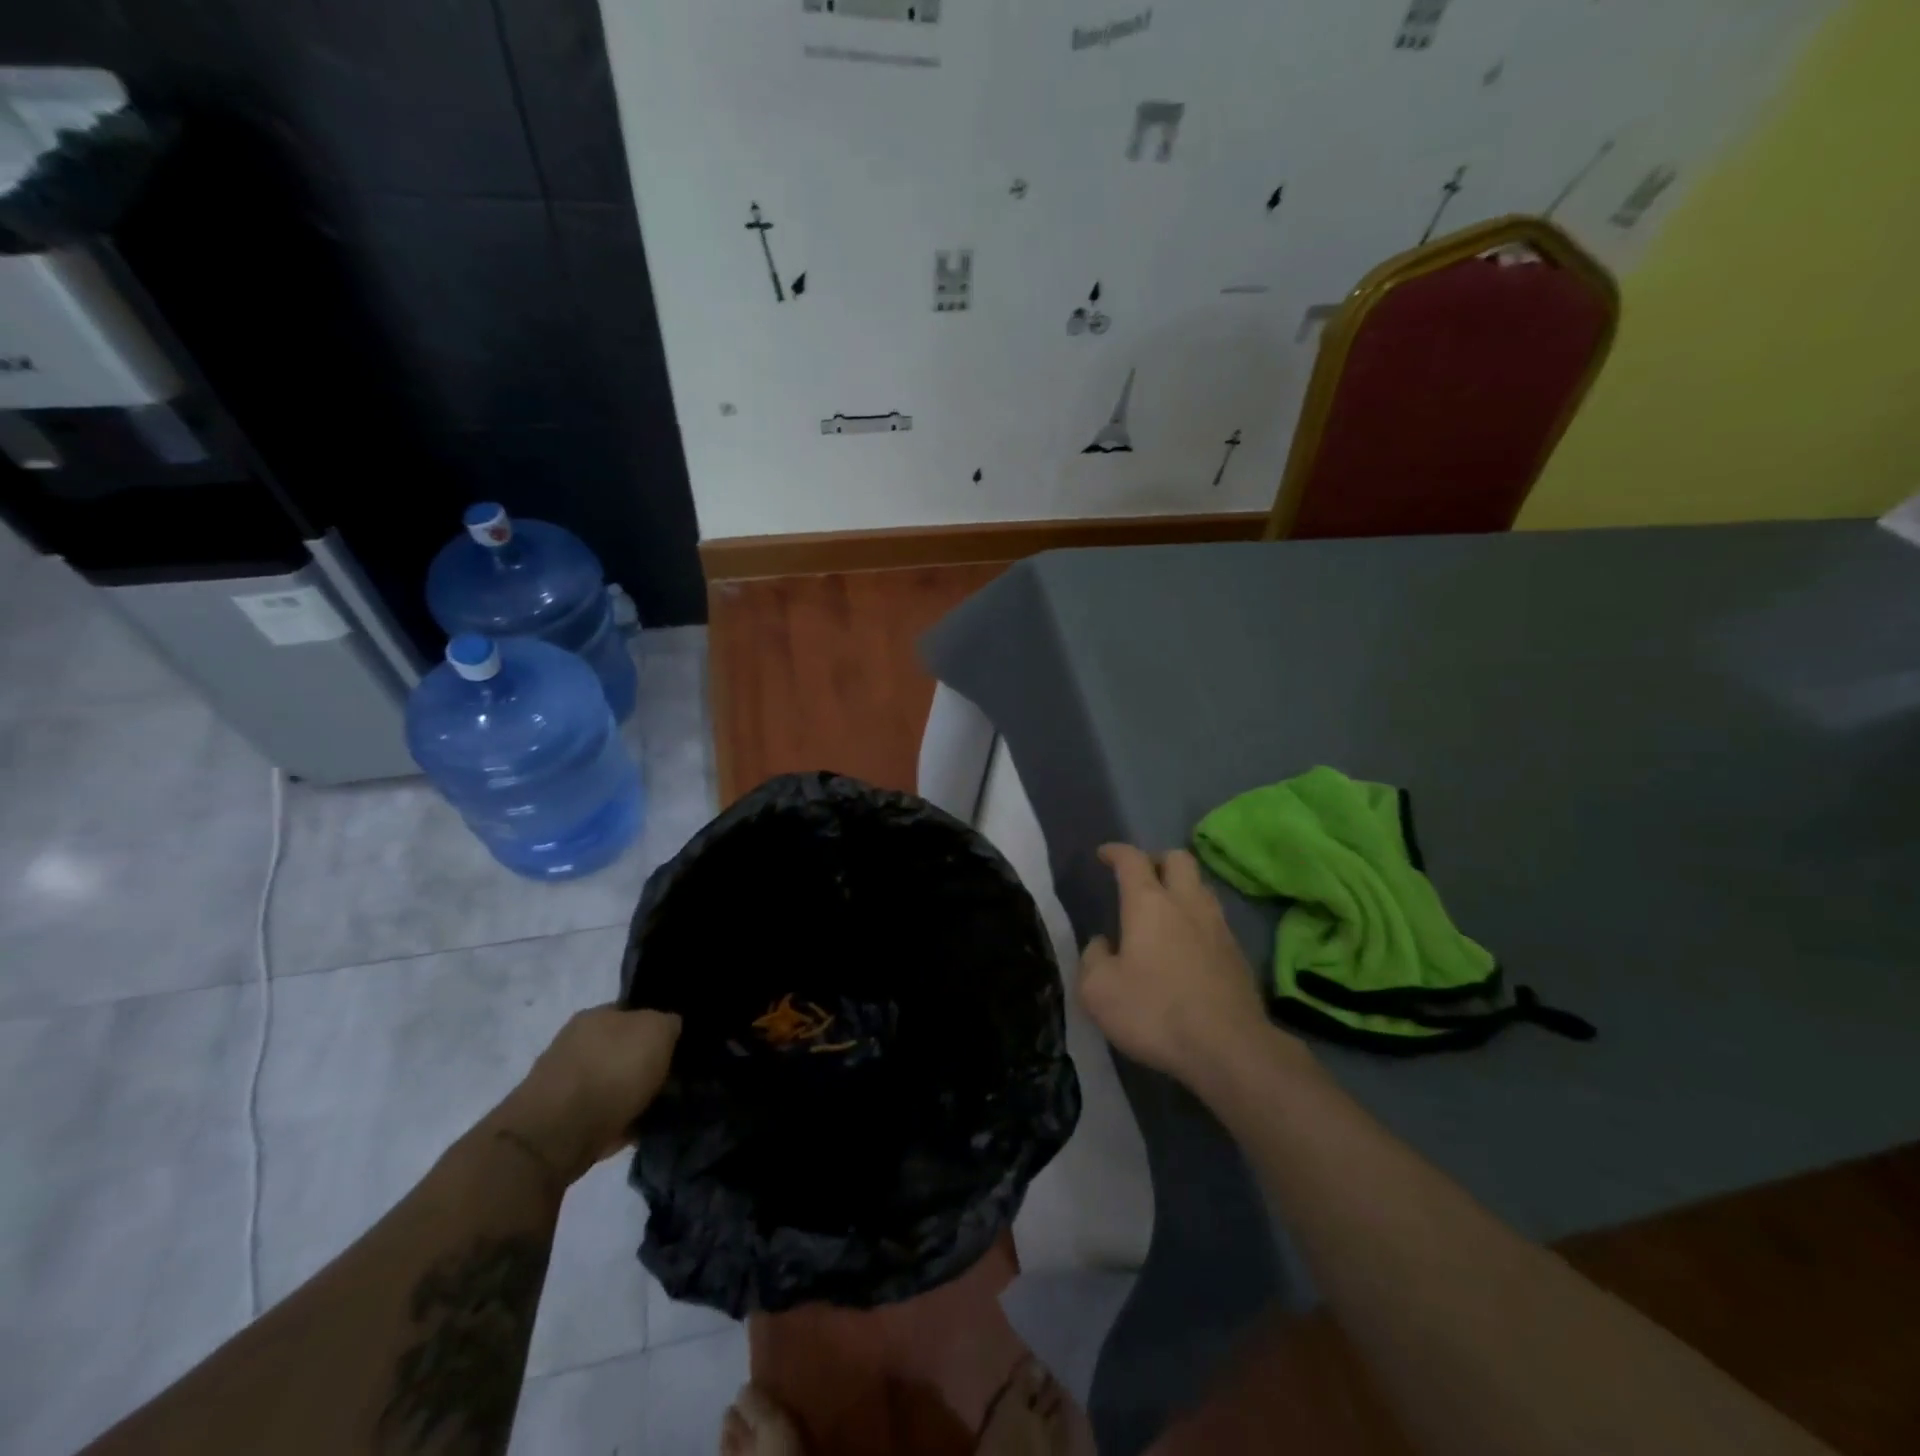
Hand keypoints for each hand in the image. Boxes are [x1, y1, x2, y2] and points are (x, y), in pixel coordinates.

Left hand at [486, 1005, 681, 1187]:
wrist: (556, 1135)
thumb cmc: (612, 1071)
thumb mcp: (657, 1031)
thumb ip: (668, 1023)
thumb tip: (669, 1028)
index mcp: (597, 1014)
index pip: (635, 1011)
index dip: (659, 1025)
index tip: (679, 1045)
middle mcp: (577, 1042)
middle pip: (623, 1047)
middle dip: (645, 1061)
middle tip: (674, 1077)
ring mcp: (565, 1081)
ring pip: (612, 1080)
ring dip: (632, 1092)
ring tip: (659, 1106)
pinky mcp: (559, 1119)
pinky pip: (602, 1113)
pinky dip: (619, 1119)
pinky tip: (637, 1128)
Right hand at [1078, 844, 1283, 1082]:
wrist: (1230, 1048)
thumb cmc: (1155, 1012)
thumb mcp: (1098, 991)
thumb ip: (1093, 959)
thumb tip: (1103, 944)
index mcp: (1149, 903)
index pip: (1132, 860)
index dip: (1116, 852)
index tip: (1104, 855)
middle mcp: (1187, 904)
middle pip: (1178, 859)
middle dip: (1157, 860)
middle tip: (1140, 878)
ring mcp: (1219, 927)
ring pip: (1201, 888)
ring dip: (1181, 889)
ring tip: (1164, 911)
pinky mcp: (1238, 955)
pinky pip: (1214, 920)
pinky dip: (1196, 921)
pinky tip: (1186, 946)